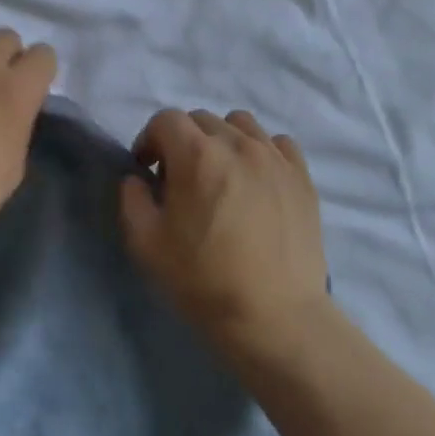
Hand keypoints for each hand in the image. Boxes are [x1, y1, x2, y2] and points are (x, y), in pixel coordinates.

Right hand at [119, 108, 330, 352]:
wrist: (273, 315)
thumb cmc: (202, 280)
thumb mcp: (145, 244)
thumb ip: (132, 200)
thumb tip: (138, 179)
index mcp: (197, 155)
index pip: (165, 120)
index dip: (149, 140)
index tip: (148, 170)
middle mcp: (238, 144)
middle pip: (202, 119)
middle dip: (183, 141)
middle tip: (180, 180)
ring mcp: (276, 158)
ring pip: (241, 124)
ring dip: (222, 140)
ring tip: (221, 175)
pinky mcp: (302, 177)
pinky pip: (277, 144)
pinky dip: (260, 152)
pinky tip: (255, 181)